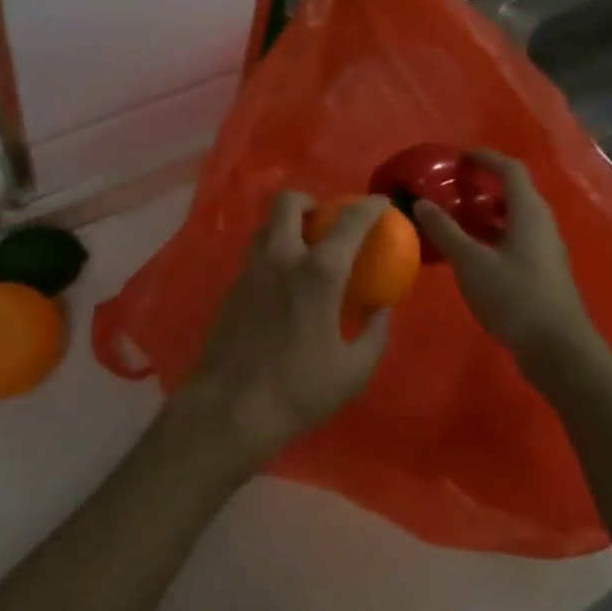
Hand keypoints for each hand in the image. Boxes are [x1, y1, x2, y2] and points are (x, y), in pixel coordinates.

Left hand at [176, 192, 392, 469]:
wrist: (229, 409)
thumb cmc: (298, 389)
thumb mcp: (353, 370)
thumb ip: (374, 333)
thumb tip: (381, 309)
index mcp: (317, 272)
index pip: (348, 221)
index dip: (369, 207)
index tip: (380, 204)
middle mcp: (281, 258)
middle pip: (288, 202)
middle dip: (309, 201)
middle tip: (325, 222)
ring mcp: (250, 269)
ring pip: (265, 225)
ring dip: (286, 226)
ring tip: (304, 251)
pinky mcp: (231, 287)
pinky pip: (254, 254)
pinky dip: (272, 253)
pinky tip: (283, 285)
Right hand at [413, 150, 607, 373]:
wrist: (558, 350)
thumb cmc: (514, 297)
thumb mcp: (470, 263)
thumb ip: (445, 230)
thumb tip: (421, 203)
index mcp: (528, 212)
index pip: (509, 169)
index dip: (485, 158)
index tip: (457, 158)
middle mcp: (541, 224)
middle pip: (513, 191)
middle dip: (482, 185)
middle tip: (451, 188)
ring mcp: (545, 249)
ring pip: (514, 217)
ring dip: (486, 212)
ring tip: (455, 218)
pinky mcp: (543, 271)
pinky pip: (515, 238)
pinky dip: (492, 234)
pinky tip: (470, 252)